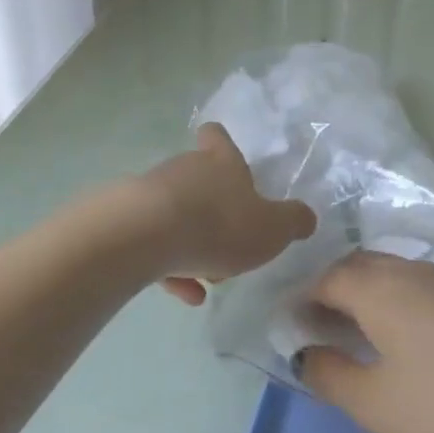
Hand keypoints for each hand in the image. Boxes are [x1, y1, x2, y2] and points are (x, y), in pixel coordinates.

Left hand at [140, 123, 316, 303]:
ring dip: (193, 242)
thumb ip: (293, 222)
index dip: (222, 145)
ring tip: (209, 278)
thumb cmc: (218, 224)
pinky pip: (156, 243)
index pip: (218, 137)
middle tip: (231, 244)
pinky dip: (172, 266)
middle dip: (214, 210)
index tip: (227, 159)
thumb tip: (306, 217)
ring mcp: (152, 193)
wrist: (145, 236)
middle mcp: (185, 169)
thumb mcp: (272, 229)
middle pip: (199, 180)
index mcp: (221, 162)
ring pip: (178, 214)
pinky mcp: (128, 221)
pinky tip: (187, 294)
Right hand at [295, 251, 433, 432]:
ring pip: (388, 272)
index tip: (289, 325)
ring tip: (357, 330)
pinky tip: (404, 335)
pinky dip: (393, 300)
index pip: (324, 279)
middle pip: (355, 267)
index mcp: (375, 287)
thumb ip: (330, 375)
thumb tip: (306, 354)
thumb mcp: (375, 403)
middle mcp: (405, 270)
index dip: (301, 300)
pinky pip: (414, 284)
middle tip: (318, 324)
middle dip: (330, 290)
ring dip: (363, 293)